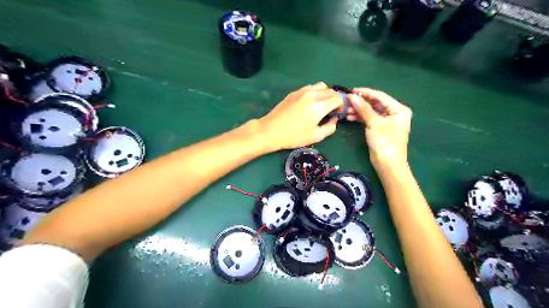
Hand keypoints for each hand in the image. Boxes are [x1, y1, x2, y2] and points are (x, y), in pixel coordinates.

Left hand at [259, 80, 341, 148]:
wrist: (271, 130)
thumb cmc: (294, 136)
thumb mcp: (315, 136)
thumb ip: (330, 127)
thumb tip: (334, 119)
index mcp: (319, 106)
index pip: (338, 98)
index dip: (341, 105)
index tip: (337, 113)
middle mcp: (312, 95)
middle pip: (331, 90)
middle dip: (334, 99)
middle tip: (330, 110)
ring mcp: (302, 91)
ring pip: (321, 86)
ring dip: (325, 94)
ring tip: (321, 105)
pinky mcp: (294, 92)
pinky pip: (310, 87)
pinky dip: (315, 92)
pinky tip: (309, 103)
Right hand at [345, 88, 409, 170]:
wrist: (387, 164)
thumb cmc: (384, 142)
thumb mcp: (374, 123)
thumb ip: (363, 108)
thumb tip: (351, 96)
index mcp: (398, 109)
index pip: (380, 96)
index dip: (365, 93)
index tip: (350, 91)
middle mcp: (394, 113)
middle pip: (374, 103)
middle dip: (359, 103)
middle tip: (345, 101)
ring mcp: (386, 121)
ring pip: (370, 111)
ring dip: (358, 110)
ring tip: (344, 110)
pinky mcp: (379, 129)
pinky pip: (369, 119)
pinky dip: (359, 118)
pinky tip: (349, 117)